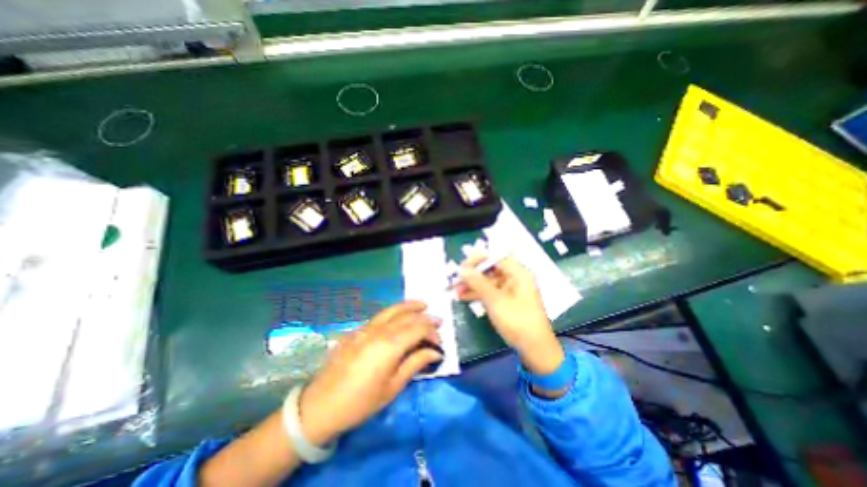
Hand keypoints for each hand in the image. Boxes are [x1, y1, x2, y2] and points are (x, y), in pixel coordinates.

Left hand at [302, 303, 442, 446]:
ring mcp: (365, 328)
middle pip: (407, 317)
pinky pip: (380, 316)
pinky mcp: (356, 331)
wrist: (321, 406)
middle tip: (437, 321)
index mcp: (390, 345)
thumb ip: (415, 363)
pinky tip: (398, 316)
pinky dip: (393, 312)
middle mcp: (379, 331)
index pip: (417, 329)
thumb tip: (435, 352)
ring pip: (392, 311)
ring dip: (409, 306)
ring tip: (421, 305)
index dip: (431, 332)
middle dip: (424, 318)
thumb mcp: (393, 387)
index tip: (440, 340)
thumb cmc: (361, 401)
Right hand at [456, 255, 565, 376]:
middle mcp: (515, 278)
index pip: (496, 257)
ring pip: (488, 281)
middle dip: (472, 274)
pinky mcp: (507, 300)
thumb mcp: (495, 301)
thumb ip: (478, 283)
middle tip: (456, 279)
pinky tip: (463, 297)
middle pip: (490, 269)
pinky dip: (478, 294)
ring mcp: (511, 290)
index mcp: (518, 273)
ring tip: (455, 290)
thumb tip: (462, 269)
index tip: (462, 266)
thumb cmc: (517, 321)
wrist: (534, 348)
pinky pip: (490, 292)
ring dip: (472, 285)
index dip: (478, 259)